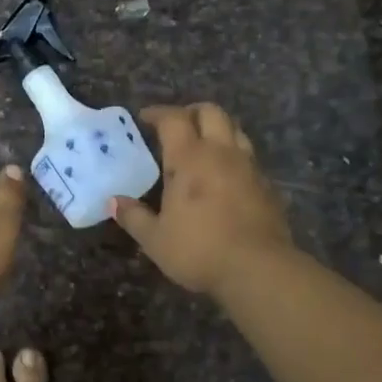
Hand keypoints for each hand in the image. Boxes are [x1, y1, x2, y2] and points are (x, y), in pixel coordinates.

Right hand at [112, 103, 292, 295]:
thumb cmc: (199, 250)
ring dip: (216, 129)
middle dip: (191, 112)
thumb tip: (114, 202)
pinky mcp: (267, 185)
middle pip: (211, 112)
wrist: (258, 269)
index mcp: (190, 158)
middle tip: (176, 126)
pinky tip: (224, 176)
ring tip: (202, 146)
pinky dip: (233, 155)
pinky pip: (248, 156)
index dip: (158, 113)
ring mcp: (249, 167)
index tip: (145, 118)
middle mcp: (221, 153)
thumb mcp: (155, 239)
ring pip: (235, 129)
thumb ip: (133, 217)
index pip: (174, 119)